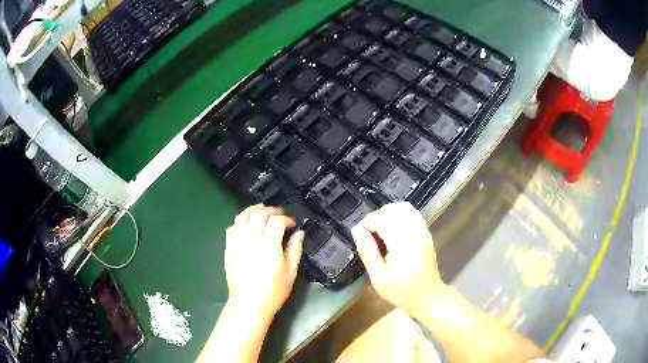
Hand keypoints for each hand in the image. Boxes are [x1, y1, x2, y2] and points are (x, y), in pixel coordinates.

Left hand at [224, 205, 303, 322]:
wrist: (249, 303)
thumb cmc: (273, 290)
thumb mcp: (291, 272)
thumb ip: (295, 249)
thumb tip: (299, 233)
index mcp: (269, 245)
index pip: (277, 221)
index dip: (286, 218)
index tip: (292, 224)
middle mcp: (251, 240)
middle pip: (259, 214)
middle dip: (271, 210)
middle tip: (279, 214)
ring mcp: (237, 243)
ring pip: (242, 217)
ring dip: (253, 210)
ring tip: (261, 210)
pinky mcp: (229, 248)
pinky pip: (232, 227)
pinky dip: (240, 221)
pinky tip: (246, 224)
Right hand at [351, 202, 443, 317]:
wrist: (428, 296)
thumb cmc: (402, 291)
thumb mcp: (378, 278)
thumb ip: (367, 252)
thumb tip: (357, 230)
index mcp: (403, 245)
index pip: (384, 219)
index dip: (369, 222)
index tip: (361, 233)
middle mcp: (415, 233)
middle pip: (393, 210)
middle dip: (377, 216)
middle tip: (368, 232)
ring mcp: (423, 231)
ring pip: (404, 208)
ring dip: (388, 213)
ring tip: (379, 229)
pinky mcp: (426, 232)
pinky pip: (412, 213)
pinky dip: (399, 215)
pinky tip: (392, 229)